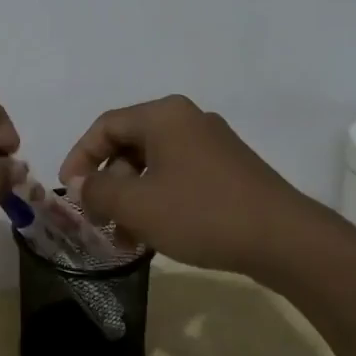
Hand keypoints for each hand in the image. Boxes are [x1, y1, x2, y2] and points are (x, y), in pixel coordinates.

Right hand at [57, 95, 320, 282]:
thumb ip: (99, 191)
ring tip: (126, 238)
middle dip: (108, 184)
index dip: (80, 157)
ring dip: (132, 198)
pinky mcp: (230, 169)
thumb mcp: (138, 205)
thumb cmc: (202, 213)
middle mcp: (187, 119)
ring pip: (155, 165)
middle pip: (130, 144)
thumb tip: (81, 185)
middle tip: (98, 219)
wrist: (286, 240)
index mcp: (163, 115)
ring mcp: (212, 144)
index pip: (105, 126)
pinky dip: (159, 200)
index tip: (69, 191)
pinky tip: (157, 235)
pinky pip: (179, 176)